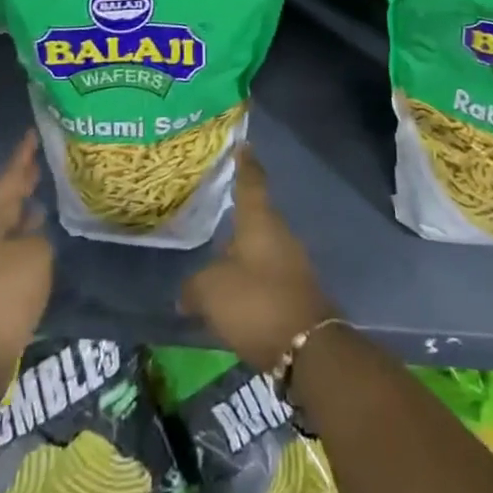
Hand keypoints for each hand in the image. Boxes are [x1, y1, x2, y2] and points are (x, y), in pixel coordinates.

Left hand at [0, 130, 51, 384]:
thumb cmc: (3, 295)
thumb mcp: (34, 255)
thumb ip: (39, 234)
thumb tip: (35, 229)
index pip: (10, 177)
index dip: (23, 156)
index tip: (34, 132)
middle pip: (5, 199)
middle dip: (22, 179)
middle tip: (41, 158)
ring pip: (9, 223)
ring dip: (25, 208)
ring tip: (45, 191)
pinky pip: (13, 247)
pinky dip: (28, 235)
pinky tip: (42, 236)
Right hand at [181, 145, 335, 371]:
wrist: (306, 347)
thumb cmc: (256, 302)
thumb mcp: (211, 291)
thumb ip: (194, 286)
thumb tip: (186, 292)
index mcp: (260, 221)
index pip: (251, 182)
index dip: (245, 163)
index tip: (243, 145)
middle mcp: (279, 233)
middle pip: (257, 215)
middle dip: (238, 213)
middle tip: (216, 207)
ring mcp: (292, 262)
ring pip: (262, 246)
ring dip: (242, 250)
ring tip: (218, 256)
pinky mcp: (296, 290)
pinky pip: (267, 273)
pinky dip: (251, 277)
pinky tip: (234, 292)